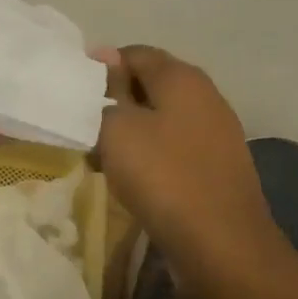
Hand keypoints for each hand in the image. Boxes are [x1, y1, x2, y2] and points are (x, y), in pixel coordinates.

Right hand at [95, 45, 278, 272]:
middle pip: (150, 84)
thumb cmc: (163, 176)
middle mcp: (205, 94)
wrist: (223, 245)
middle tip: (84, 127)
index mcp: (181, 76)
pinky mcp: (219, 165)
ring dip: (132, 131)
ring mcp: (217, 131)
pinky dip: (152, 154)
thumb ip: (107, 90)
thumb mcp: (118, 128)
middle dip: (115, 101)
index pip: (132, 53)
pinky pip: (175, 146)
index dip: (100, 68)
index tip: (75, 97)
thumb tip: (105, 57)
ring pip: (162, 118)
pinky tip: (134, 177)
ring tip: (102, 155)